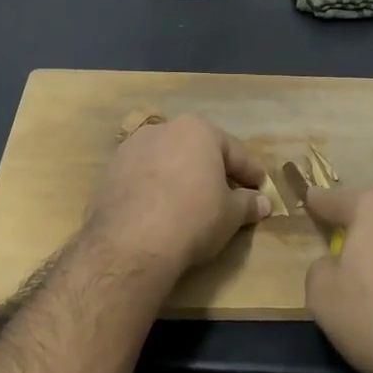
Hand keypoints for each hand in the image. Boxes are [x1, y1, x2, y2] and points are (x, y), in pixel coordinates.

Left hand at [87, 115, 270, 274]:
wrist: (131, 242)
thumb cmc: (193, 219)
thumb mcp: (231, 215)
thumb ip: (248, 204)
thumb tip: (262, 203)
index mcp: (198, 131)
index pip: (234, 152)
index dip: (251, 172)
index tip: (260, 188)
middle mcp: (163, 129)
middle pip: (197, 150)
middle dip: (213, 170)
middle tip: (228, 194)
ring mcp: (132, 148)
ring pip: (167, 160)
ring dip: (181, 177)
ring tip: (191, 202)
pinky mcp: (109, 171)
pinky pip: (142, 177)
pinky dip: (155, 188)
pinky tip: (160, 210)